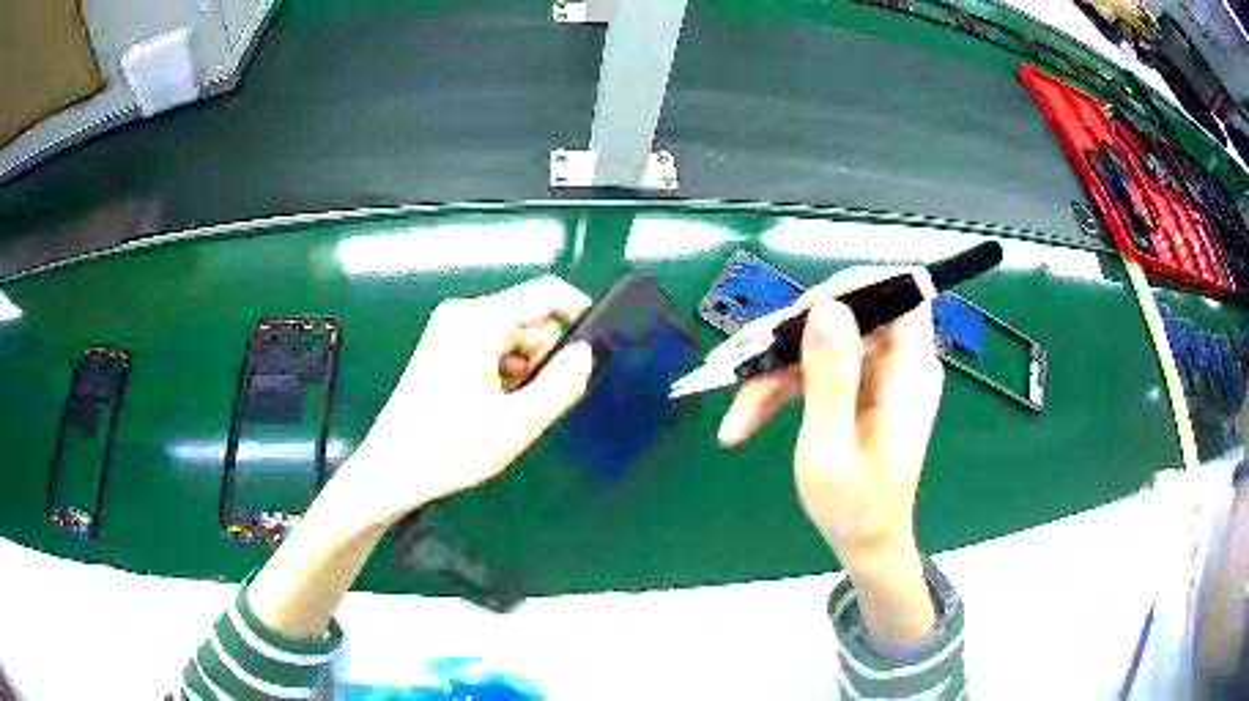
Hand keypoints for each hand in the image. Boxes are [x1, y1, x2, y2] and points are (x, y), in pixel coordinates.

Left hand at [344, 275, 594, 527]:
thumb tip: (587, 353)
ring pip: (512, 335)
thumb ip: (561, 385)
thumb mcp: (516, 425)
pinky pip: (491, 346)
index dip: (578, 311)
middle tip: (531, 401)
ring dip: (522, 369)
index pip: (545, 292)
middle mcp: (462, 313)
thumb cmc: (449, 449)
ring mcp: (448, 328)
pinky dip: (502, 372)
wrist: (390, 471)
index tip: (596, 346)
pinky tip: (489, 405)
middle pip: (528, 317)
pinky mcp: (442, 345)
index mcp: (478, 321)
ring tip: (505, 410)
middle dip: (542, 356)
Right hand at [717, 267, 942, 642]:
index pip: (900, 291)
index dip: (855, 286)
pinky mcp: (861, 388)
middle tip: (743, 365)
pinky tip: (748, 415)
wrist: (866, 543)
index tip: (802, 311)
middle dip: (792, 337)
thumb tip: (825, 306)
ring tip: (736, 410)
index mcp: (910, 371)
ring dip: (777, 369)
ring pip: (824, 342)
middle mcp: (900, 363)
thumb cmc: (854, 507)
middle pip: (848, 315)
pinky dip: (784, 387)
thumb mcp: (831, 447)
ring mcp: (879, 375)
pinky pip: (821, 368)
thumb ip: (830, 376)